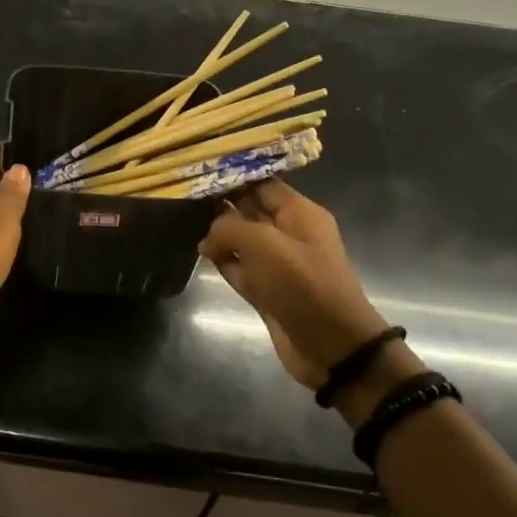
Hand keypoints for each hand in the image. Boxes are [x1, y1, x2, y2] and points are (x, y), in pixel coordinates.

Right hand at [197, 180, 388, 389]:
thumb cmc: (303, 285)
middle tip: (184, 196)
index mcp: (299, 213)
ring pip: (241, 241)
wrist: (331, 345)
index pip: (263, 184)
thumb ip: (229, 229)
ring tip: (185, 223)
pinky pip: (240, 269)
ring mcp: (277, 264)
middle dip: (222, 204)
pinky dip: (224, 263)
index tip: (200, 171)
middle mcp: (289, 234)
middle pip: (250, 211)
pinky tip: (202, 256)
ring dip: (219, 236)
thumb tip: (207, 238)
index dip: (234, 176)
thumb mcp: (264, 245)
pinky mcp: (266, 291)